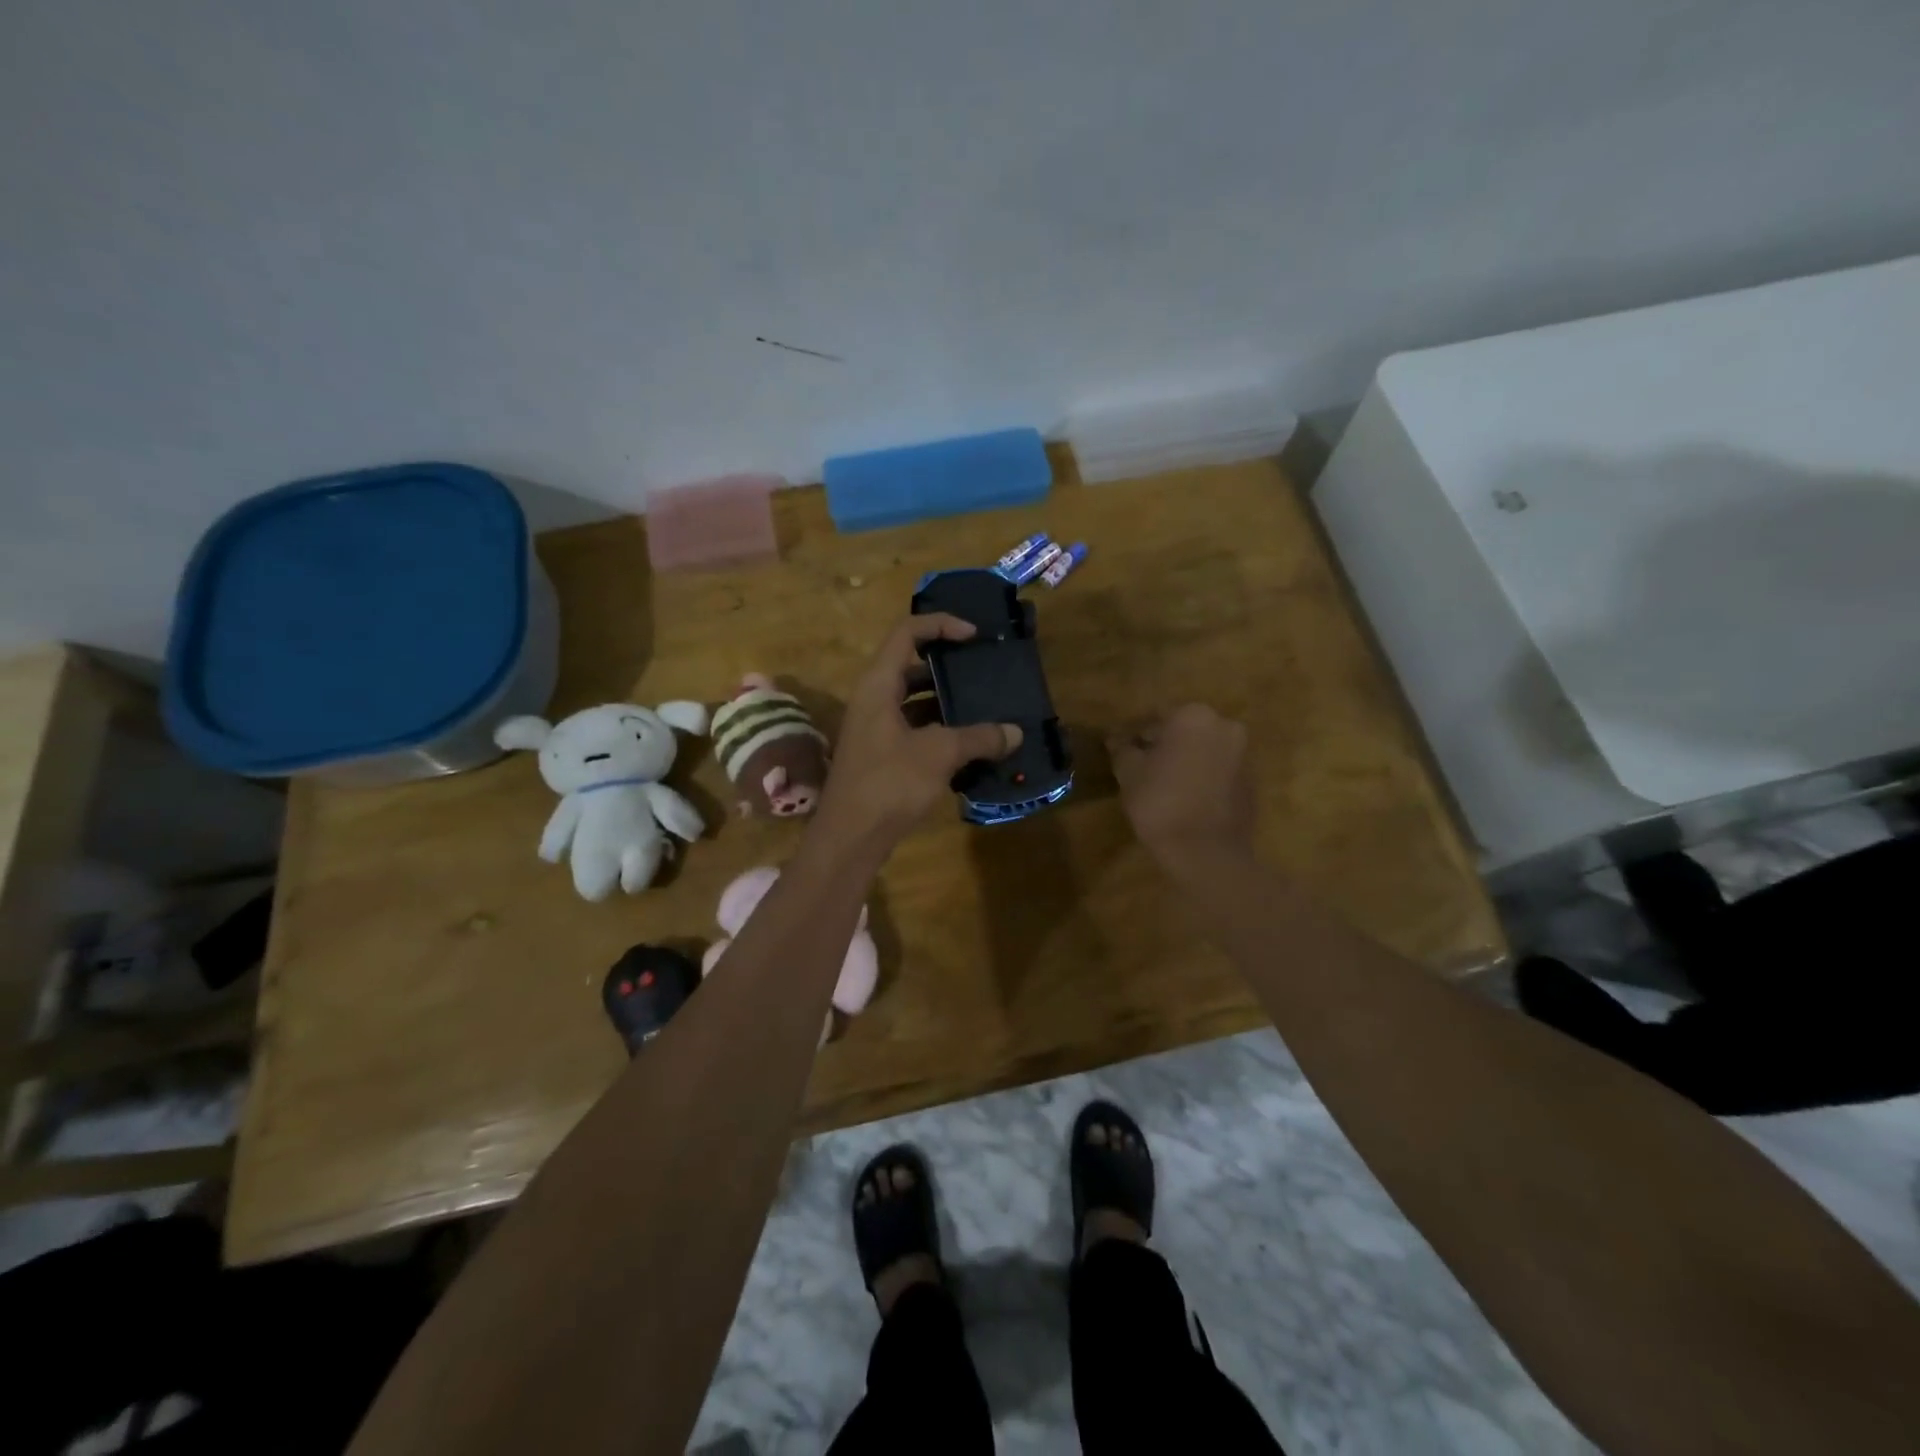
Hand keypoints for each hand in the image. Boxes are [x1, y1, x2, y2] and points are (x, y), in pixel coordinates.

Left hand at [813, 615, 1022, 855]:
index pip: (907, 633)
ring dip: (946, 703)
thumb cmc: (889, 783)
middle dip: (948, 666)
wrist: (849, 838)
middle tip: (983, 672)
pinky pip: (913, 729)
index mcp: (878, 685)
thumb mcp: (939, 754)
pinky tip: (969, 746)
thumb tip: (1015, 733)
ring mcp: (874, 729)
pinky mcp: (880, 756)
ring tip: (984, 708)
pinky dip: (940, 731)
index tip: (974, 636)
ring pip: (913, 701)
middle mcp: (872, 700)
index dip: (941, 625)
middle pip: (911, 666)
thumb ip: (979, 738)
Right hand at [1108, 705, 1255, 869]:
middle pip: (1184, 730)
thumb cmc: (1160, 802)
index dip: (1136, 734)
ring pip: (1204, 750)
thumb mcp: (1128, 773)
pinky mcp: (1252, 782)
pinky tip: (1186, 798)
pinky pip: (1220, 771)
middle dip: (1164, 745)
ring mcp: (1243, 754)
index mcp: (1193, 716)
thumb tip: (1117, 738)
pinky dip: (1203, 777)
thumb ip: (1122, 749)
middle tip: (1142, 767)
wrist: (1206, 852)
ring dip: (1186, 760)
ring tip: (1163, 785)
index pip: (1156, 717)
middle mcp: (1224, 726)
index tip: (1123, 752)